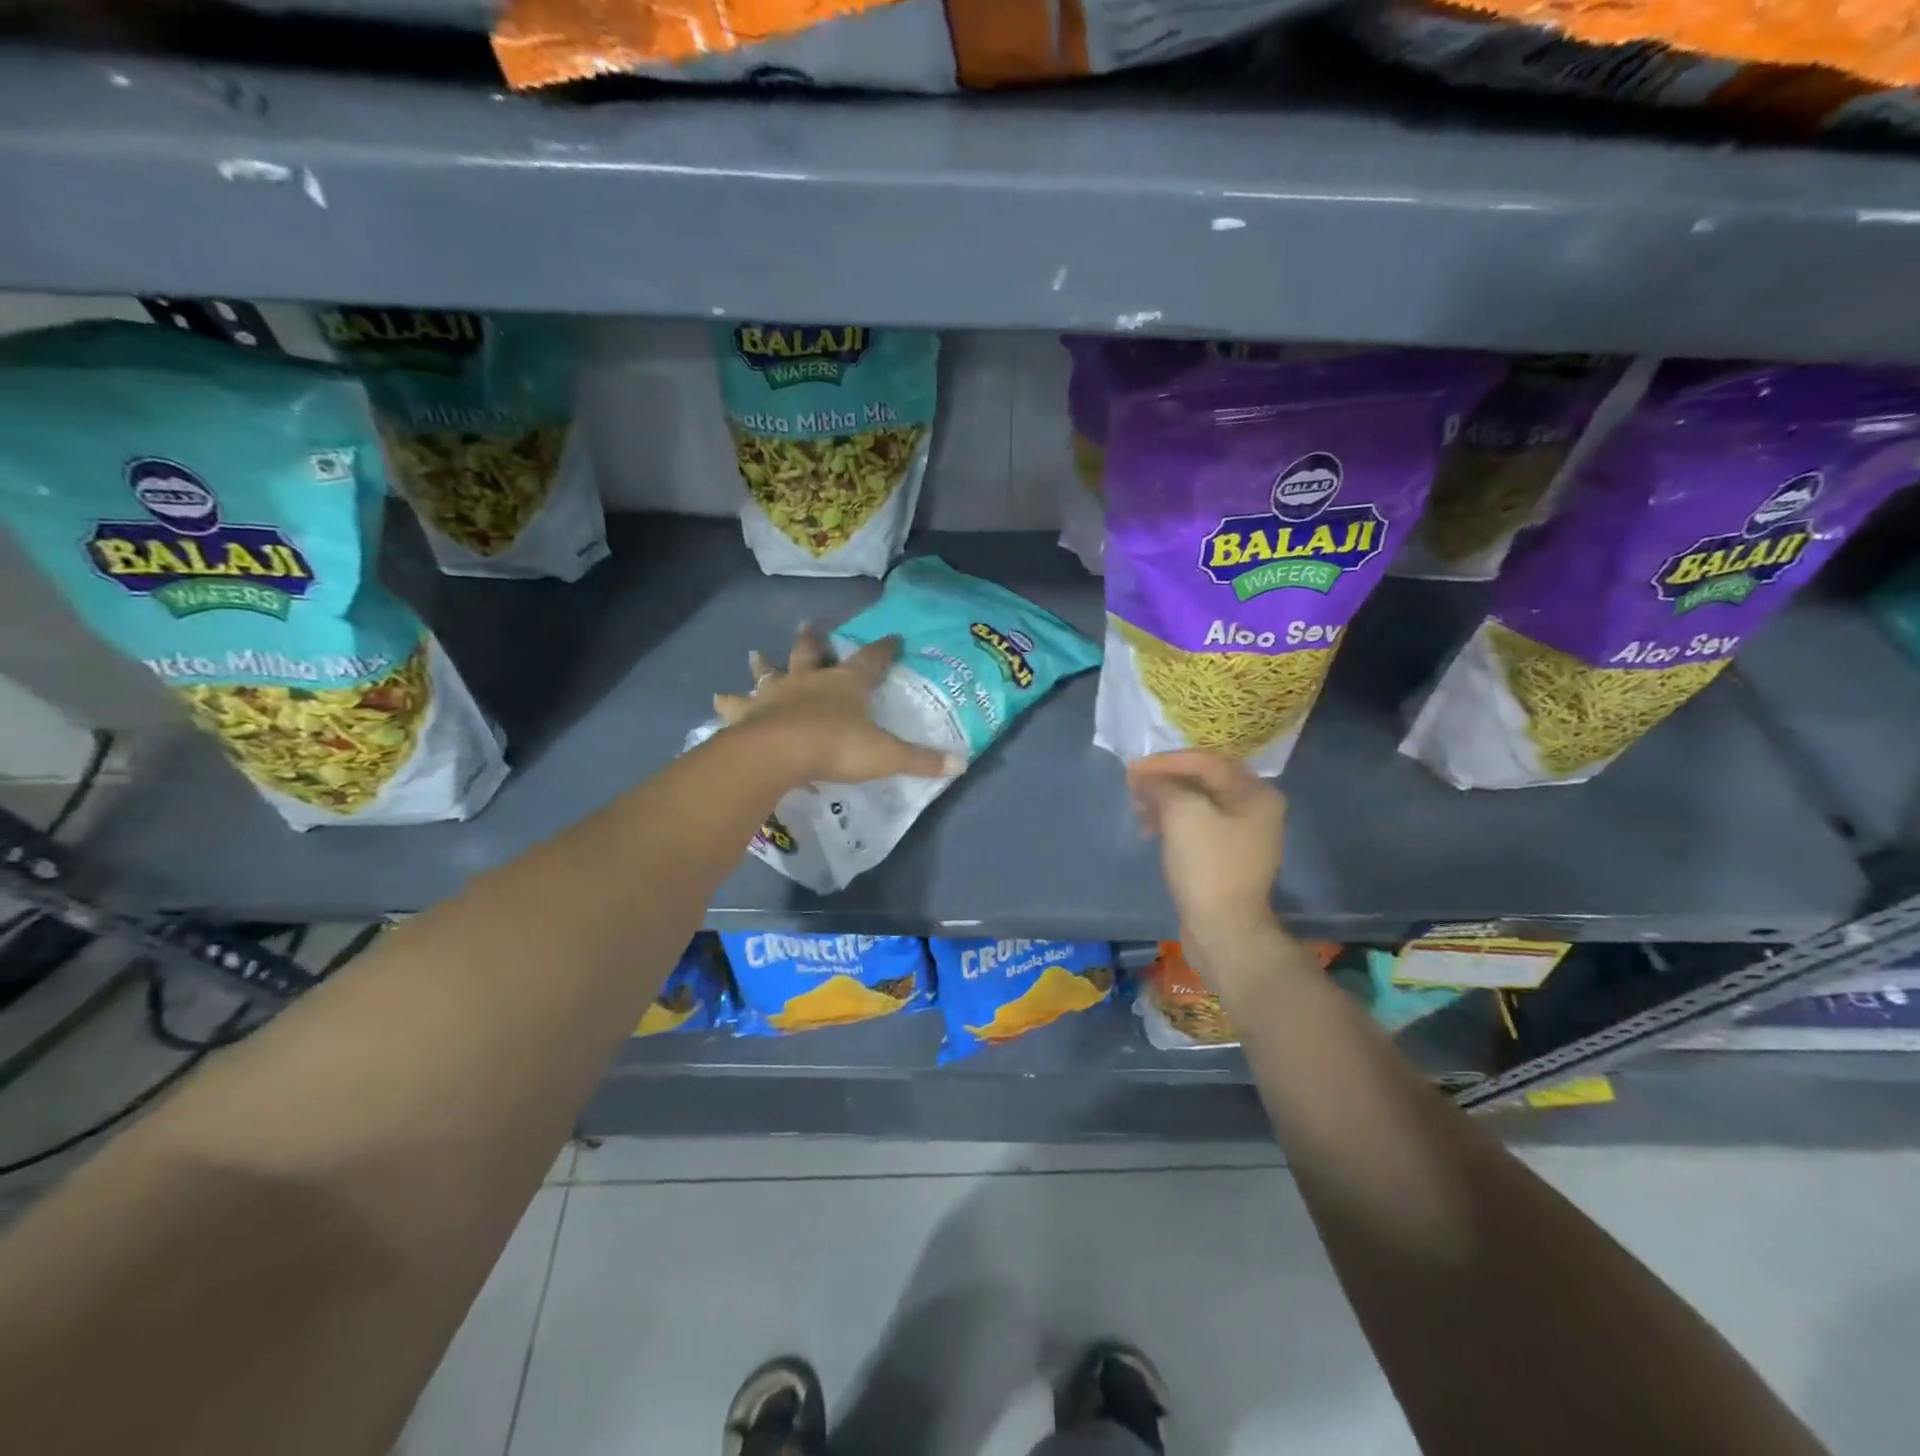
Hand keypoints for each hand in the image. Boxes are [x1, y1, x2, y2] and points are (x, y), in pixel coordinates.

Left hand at [715, 625, 963, 786]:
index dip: (885, 649)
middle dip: (815, 639)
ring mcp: (776, 693)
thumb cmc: (838, 747)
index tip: (893, 637)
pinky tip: (718, 700)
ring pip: (770, 671)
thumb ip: (921, 760)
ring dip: (764, 664)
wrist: (780, 753)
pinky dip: (728, 702)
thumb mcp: (886, 755)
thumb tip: (961, 764)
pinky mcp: (749, 712)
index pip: (872, 660)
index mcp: (847, 684)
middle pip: (813, 652)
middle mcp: (810, 680)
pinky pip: (736, 705)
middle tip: (812, 625)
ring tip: (755, 654)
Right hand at [1128, 751, 1285, 945]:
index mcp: (1256, 793)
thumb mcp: (1182, 814)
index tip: (1132, 768)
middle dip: (1165, 780)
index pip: (1206, 761)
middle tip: (1133, 785)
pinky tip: (1150, 830)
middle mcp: (1256, 809)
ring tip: (1138, 809)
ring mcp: (1243, 835)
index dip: (1166, 761)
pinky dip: (1173, 822)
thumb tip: (1145, 777)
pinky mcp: (1227, 857)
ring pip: (1198, 804)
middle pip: (1204, 780)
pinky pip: (1197, 826)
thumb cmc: (1207, 865)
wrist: (1223, 929)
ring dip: (1165, 801)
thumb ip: (1163, 785)